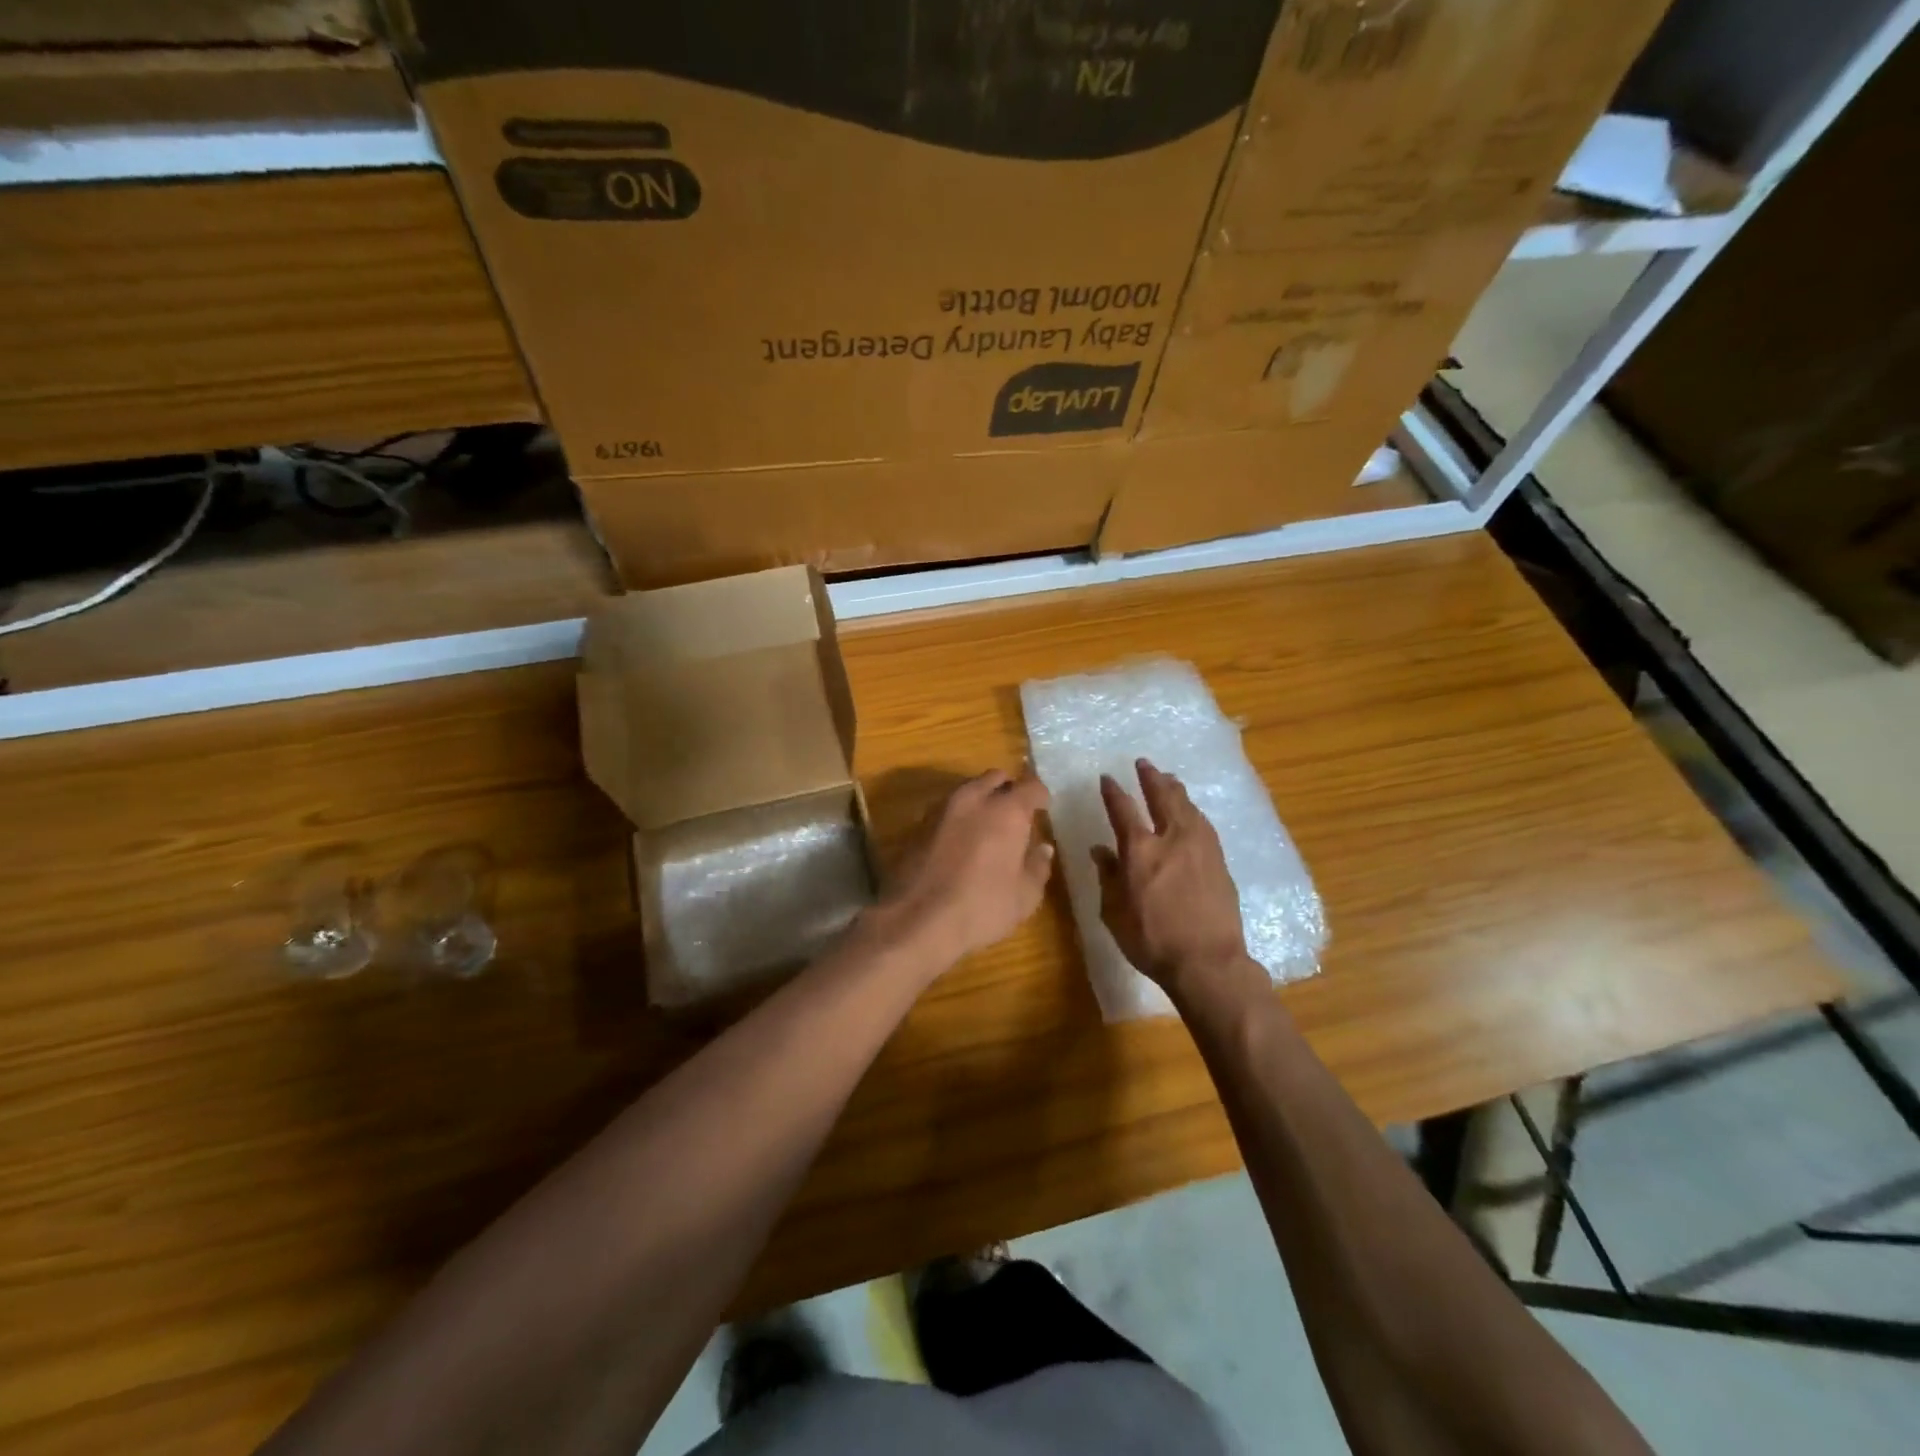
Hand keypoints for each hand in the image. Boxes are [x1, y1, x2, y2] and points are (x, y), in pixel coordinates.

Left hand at [875, 770, 1054, 971]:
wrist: (917, 919)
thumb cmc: (982, 907)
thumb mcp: (1024, 896)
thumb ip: (1037, 866)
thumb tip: (1043, 848)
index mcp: (1006, 810)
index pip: (1031, 786)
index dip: (1040, 796)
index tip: (1043, 810)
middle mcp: (973, 799)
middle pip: (995, 778)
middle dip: (1008, 790)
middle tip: (1015, 814)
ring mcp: (942, 809)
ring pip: (968, 790)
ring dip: (981, 801)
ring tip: (988, 828)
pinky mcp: (918, 824)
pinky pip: (947, 809)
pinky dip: (959, 818)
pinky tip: (961, 842)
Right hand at [1092, 760, 1255, 1002]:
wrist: (1208, 961)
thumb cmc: (1152, 941)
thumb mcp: (1114, 913)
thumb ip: (1107, 877)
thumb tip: (1100, 851)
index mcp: (1140, 850)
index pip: (1123, 809)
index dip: (1114, 792)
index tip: (1107, 778)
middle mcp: (1171, 839)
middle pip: (1162, 797)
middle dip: (1151, 777)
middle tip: (1144, 764)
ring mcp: (1200, 847)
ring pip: (1187, 806)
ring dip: (1175, 789)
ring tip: (1169, 779)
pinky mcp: (1219, 860)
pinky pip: (1203, 824)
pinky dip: (1193, 810)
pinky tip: (1192, 812)